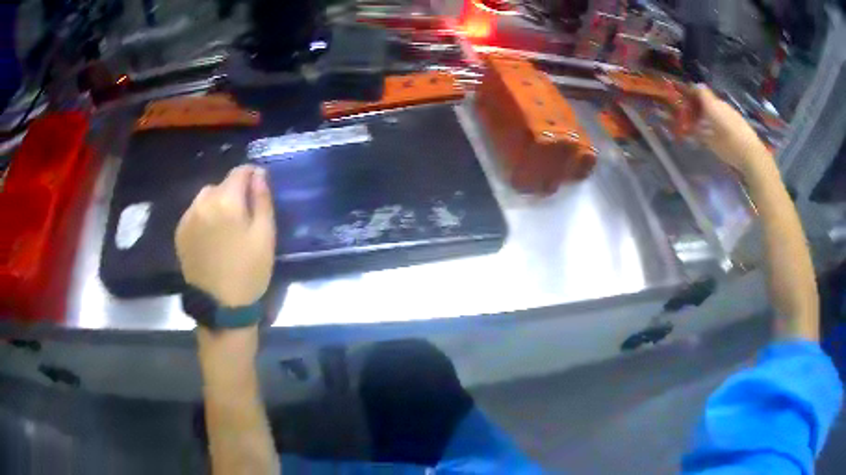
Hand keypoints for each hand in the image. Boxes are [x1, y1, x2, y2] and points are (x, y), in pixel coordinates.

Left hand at [175, 165, 275, 307]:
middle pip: (221, 184)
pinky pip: (193, 212)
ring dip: (217, 202)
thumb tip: (259, 175)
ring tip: (225, 225)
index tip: (259, 186)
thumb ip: (262, 200)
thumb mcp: (265, 235)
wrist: (221, 307)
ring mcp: (187, 218)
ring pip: (205, 197)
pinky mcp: (180, 233)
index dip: (252, 175)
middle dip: (234, 191)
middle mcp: (202, 204)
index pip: (239, 172)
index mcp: (226, 202)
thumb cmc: (249, 271)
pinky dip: (203, 215)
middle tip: (244, 214)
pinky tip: (211, 235)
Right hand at [695, 86, 772, 176]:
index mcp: (712, 105)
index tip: (685, 97)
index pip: (699, 89)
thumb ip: (699, 133)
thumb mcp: (711, 143)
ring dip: (711, 113)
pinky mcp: (739, 119)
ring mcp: (732, 111)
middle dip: (701, 104)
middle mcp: (721, 104)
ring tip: (707, 125)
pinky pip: (726, 114)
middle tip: (695, 116)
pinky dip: (720, 119)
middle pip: (709, 98)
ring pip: (717, 107)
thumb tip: (691, 128)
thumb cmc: (730, 147)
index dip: (691, 90)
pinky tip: (720, 131)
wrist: (753, 154)